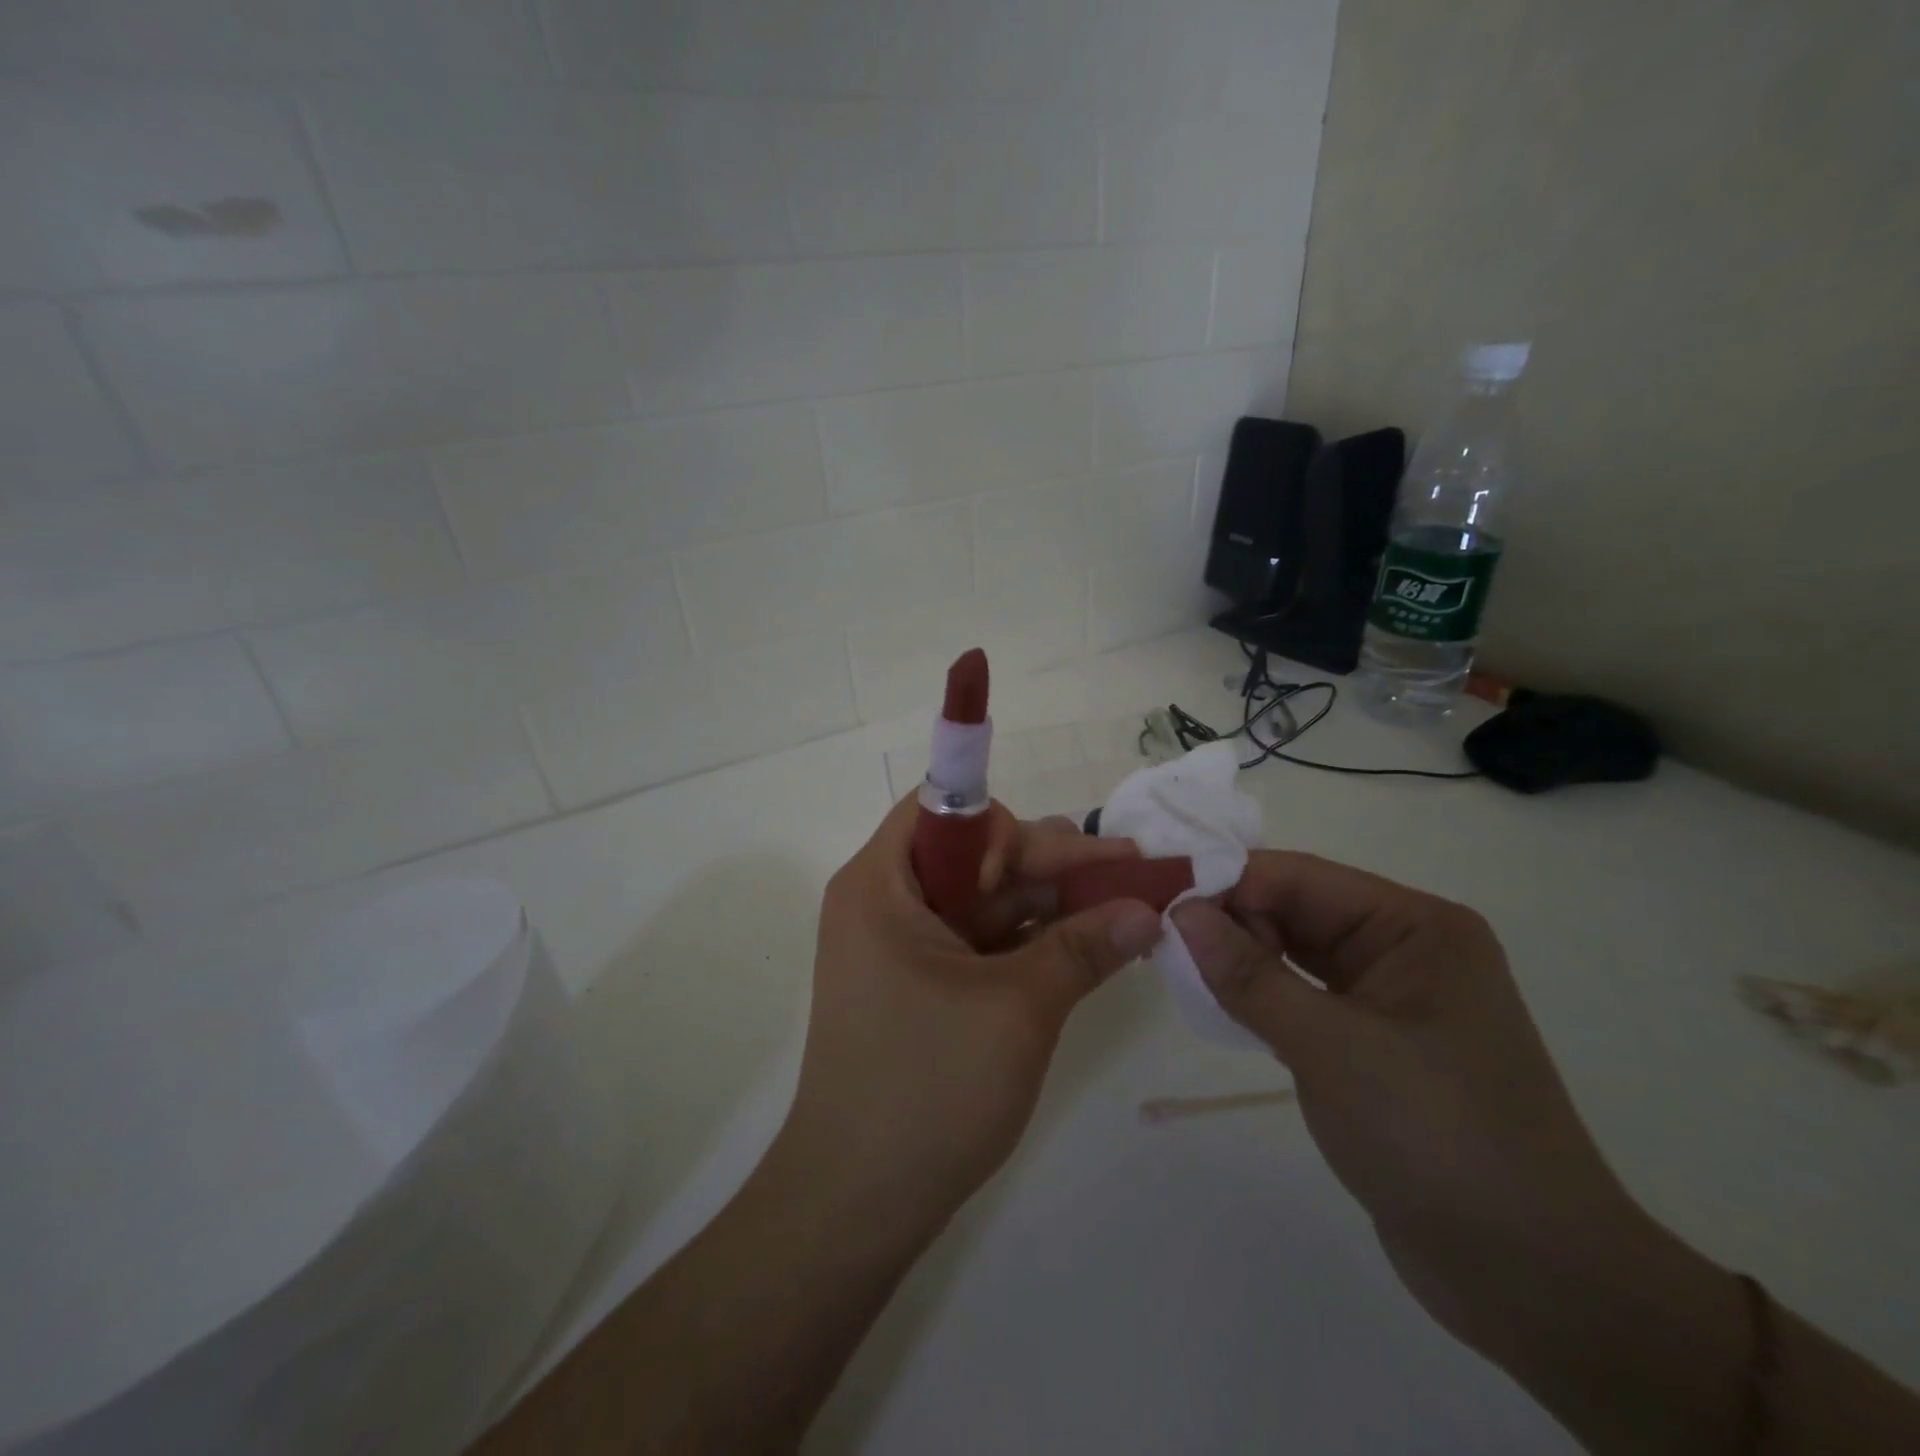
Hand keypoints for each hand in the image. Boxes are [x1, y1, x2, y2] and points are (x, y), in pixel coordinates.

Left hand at [780, 796, 1161, 1231]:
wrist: (857, 1203)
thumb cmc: (927, 1087)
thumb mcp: (1018, 1008)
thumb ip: (1084, 948)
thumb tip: (1148, 908)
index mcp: (881, 884)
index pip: (945, 812)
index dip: (1007, 826)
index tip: (1062, 863)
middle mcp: (884, 903)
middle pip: (973, 856)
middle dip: (1049, 865)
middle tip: (1127, 872)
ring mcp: (901, 947)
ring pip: (983, 901)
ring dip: (1049, 903)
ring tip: (1121, 905)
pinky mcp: (920, 986)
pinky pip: (980, 942)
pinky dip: (1030, 942)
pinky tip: (1086, 946)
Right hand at [1169, 854, 1667, 1369]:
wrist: (1535, 1281)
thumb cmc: (1437, 1137)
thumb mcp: (1330, 1047)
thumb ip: (1248, 974)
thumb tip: (1181, 911)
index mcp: (1415, 926)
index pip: (1300, 877)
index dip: (1228, 882)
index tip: (1160, 900)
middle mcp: (1406, 948)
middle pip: (1297, 910)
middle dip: (1231, 921)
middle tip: (1162, 941)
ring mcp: (1392, 998)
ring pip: (1296, 954)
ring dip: (1242, 959)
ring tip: (1179, 969)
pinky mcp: (1376, 1044)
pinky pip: (1305, 997)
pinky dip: (1261, 996)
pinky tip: (1219, 1004)